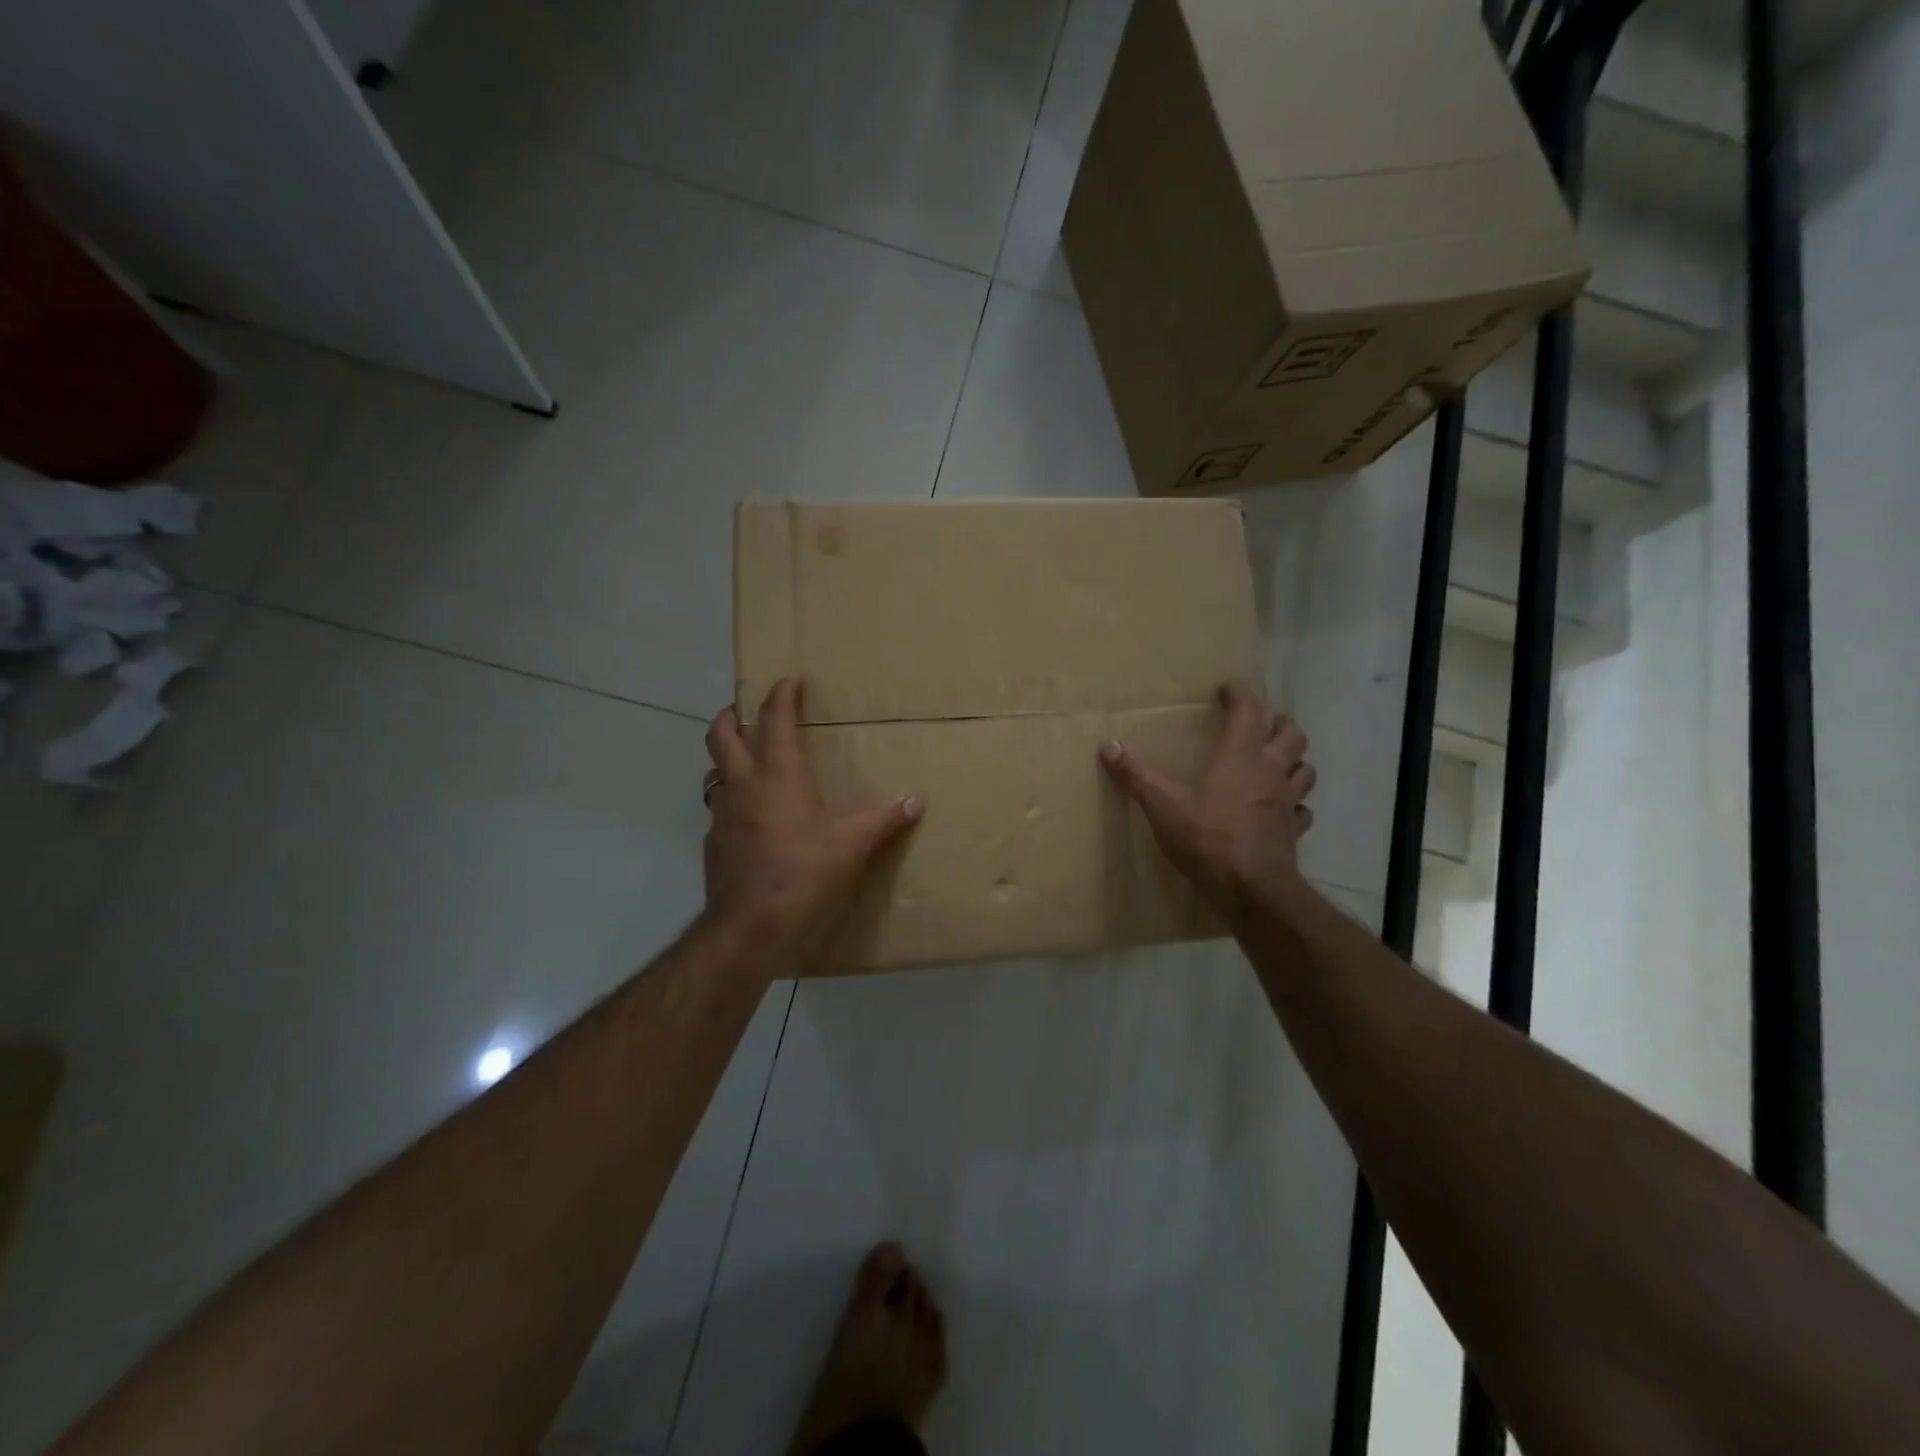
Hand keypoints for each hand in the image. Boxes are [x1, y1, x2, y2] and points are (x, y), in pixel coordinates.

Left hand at [702, 677, 922, 975]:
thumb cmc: (803, 875)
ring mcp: (722, 816)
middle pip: (722, 734)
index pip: (774, 718)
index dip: (780, 693)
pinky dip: (732, 803)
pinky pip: (719, 811)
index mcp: (778, 775)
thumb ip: (884, 819)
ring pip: (714, 772)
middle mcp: (744, 786)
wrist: (749, 929)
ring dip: (727, 759)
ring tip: (749, 764)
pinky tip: (752, 821)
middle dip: (733, 714)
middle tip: (747, 709)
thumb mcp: (852, 846)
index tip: (790, 679)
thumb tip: (916, 800)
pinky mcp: (714, 845)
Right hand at [1099, 681, 1316, 917]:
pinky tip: (1281, 810)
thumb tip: (1108, 745)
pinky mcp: (1293, 831)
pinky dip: (1295, 805)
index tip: (1229, 688)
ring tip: (1277, 761)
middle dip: (1278, 723)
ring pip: (1304, 769)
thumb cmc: (1207, 838)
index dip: (1241, 694)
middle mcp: (1270, 772)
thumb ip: (1136, 774)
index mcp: (1240, 756)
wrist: (1250, 888)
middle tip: (1260, 722)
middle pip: (1290, 735)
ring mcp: (1287, 802)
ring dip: (1294, 760)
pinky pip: (1302, 811)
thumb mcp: (1162, 804)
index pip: (1250, 711)